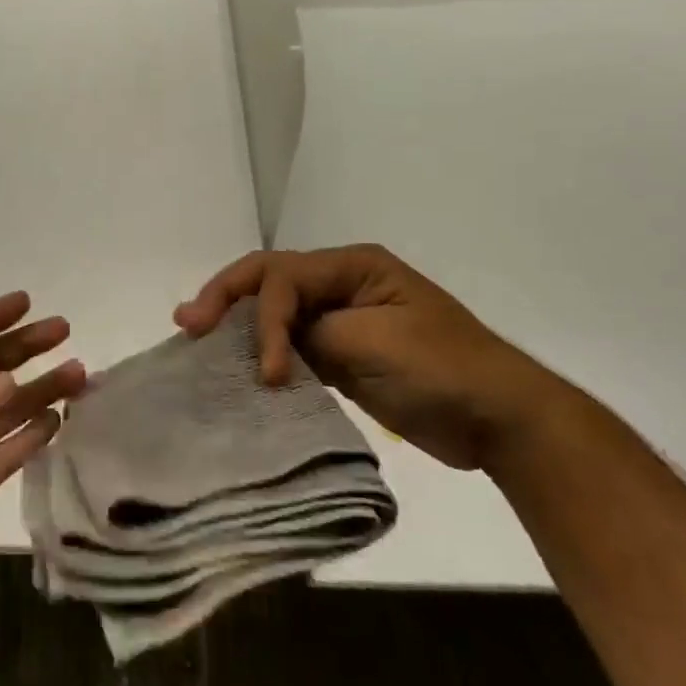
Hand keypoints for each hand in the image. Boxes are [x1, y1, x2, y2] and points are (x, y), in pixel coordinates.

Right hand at [174, 245, 570, 471]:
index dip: (262, 318)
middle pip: (270, 282)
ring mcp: (341, 319)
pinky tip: (240, 369)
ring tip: (198, 342)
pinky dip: (264, 355)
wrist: (499, 419)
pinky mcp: (343, 354)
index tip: (264, 372)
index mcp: (352, 266)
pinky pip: (292, 347)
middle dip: (227, 299)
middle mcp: (341, 284)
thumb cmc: (441, 370)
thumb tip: (274, 344)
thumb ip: (312, 333)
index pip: (283, 277)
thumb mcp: (371, 342)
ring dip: (240, 327)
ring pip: (275, 313)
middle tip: (186, 323)